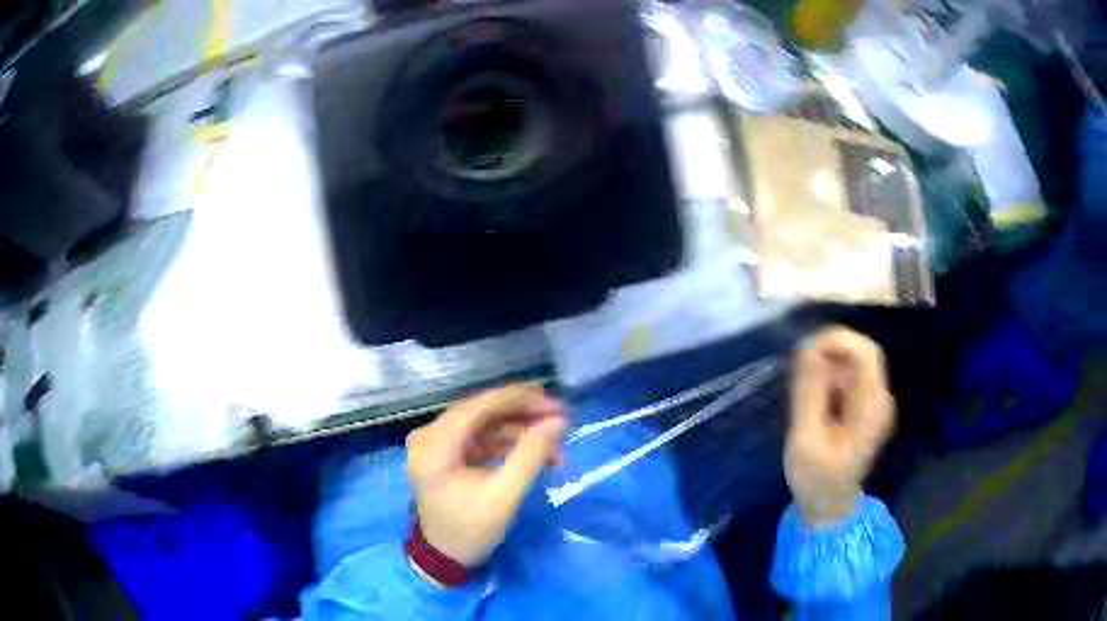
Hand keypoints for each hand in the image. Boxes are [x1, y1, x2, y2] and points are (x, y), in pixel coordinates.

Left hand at [407, 385, 568, 569]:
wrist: (444, 558)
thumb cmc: (470, 529)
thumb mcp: (505, 495)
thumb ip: (531, 455)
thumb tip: (559, 422)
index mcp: (435, 442)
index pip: (481, 404)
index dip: (522, 400)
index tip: (558, 407)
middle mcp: (430, 434)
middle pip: (483, 412)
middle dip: (524, 416)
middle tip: (561, 424)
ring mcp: (435, 443)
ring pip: (484, 425)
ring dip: (519, 433)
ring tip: (555, 450)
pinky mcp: (445, 454)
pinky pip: (479, 439)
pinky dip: (506, 444)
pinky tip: (534, 456)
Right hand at [785, 328, 894, 527]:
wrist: (828, 508)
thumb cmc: (816, 480)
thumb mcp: (806, 439)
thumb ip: (809, 393)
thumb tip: (807, 347)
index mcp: (872, 407)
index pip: (865, 353)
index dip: (837, 340)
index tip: (804, 350)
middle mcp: (879, 399)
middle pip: (860, 354)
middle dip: (828, 354)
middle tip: (799, 373)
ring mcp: (873, 404)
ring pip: (852, 365)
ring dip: (826, 369)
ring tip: (803, 398)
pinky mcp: (863, 409)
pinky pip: (847, 380)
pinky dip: (828, 381)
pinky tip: (813, 403)